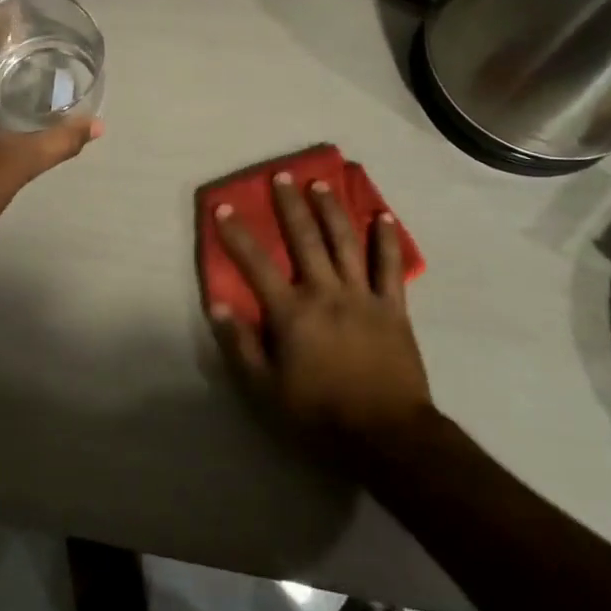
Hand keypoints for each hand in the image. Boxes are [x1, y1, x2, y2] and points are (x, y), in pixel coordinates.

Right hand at [208, 171, 433, 467]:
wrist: (387, 435)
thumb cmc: (320, 414)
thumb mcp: (266, 390)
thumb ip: (241, 345)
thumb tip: (218, 304)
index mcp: (292, 312)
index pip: (256, 264)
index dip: (237, 234)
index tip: (223, 207)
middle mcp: (325, 292)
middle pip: (305, 239)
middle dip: (290, 205)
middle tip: (282, 175)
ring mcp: (362, 296)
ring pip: (345, 242)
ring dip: (331, 210)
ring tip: (321, 183)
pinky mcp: (393, 308)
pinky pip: (390, 267)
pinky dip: (385, 240)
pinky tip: (382, 217)